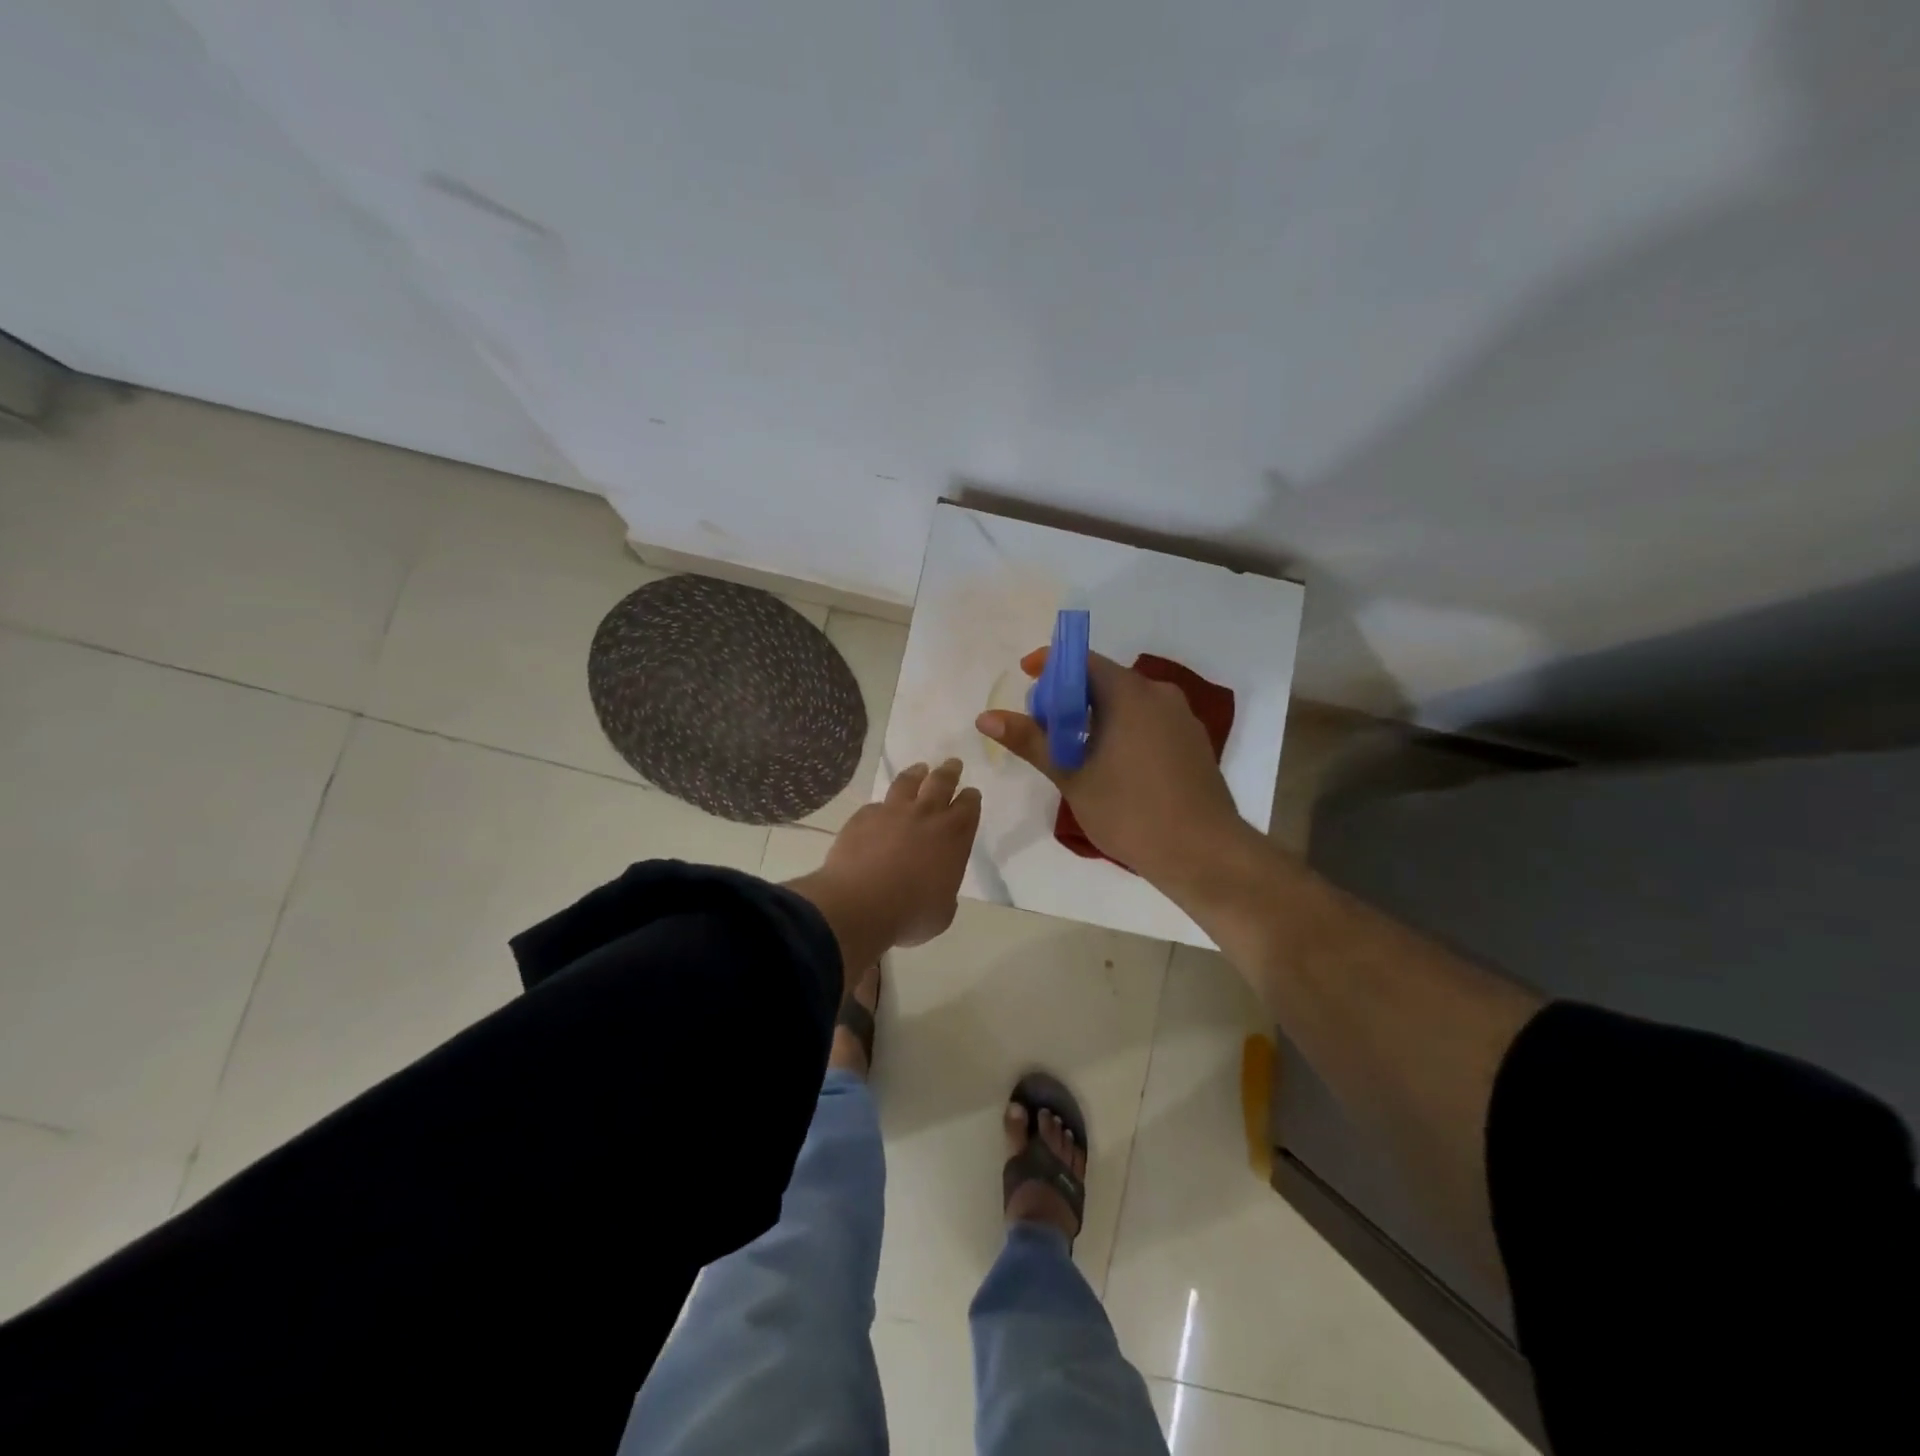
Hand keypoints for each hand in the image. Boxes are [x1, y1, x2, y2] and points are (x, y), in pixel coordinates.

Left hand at [787, 760, 980, 968]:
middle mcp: (926, 816)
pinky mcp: (863, 817)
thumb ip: (944, 890)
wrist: (859, 905)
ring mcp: (892, 812)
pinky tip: (879, 811)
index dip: (970, 798)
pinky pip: (876, 806)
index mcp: (953, 837)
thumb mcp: (942, 912)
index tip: (970, 793)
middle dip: (950, 772)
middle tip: (953, 764)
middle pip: (942, 782)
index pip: (968, 807)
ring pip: (908, 782)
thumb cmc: (910, 914)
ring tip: (919, 769)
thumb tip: (937, 886)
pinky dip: (882, 807)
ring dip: (916, 774)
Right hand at [976, 649, 1249, 894]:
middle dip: (1069, 696)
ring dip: (1095, 715)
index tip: (1024, 677)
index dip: (1050, 665)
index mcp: (1130, 694)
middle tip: (1042, 725)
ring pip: (1128, 702)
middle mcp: (1160, 694)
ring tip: (1071, 750)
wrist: (1203, 853)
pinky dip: (1122, 729)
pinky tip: (1109, 764)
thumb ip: (1031, 741)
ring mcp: (1181, 718)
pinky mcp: (1192, 742)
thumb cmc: (1131, 812)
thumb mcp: (1072, 777)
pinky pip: (1148, 720)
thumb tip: (986, 717)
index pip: (1083, 660)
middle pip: (1105, 680)